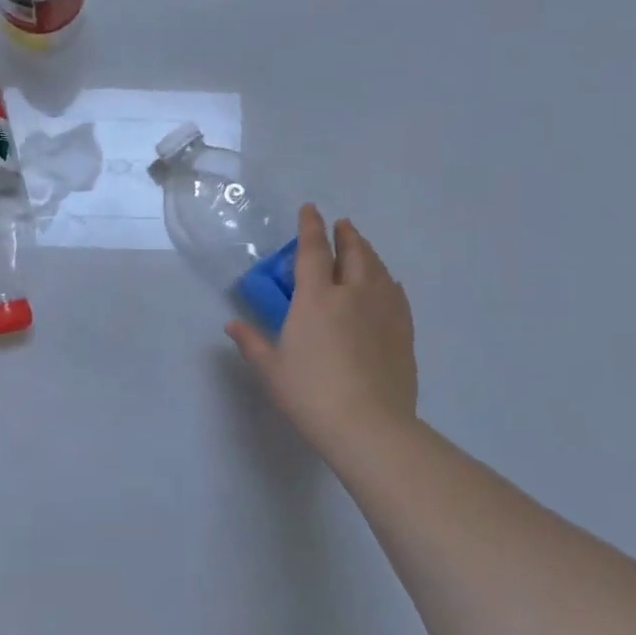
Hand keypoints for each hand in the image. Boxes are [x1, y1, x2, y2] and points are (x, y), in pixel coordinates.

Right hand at [227, 205, 418, 459]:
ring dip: (367, 252)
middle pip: (353, 252)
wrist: (369, 425)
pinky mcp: (403, 331)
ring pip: (378, 269)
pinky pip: (396, 294)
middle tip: (341, 225)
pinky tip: (387, 284)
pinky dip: (388, 280)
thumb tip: (232, 324)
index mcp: (316, 298)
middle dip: (346, 234)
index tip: (310, 209)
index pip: (312, 250)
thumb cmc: (310, 393)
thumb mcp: (271, 369)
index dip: (310, 227)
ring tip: (361, 247)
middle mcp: (352, 294)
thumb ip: (252, 341)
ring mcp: (383, 311)